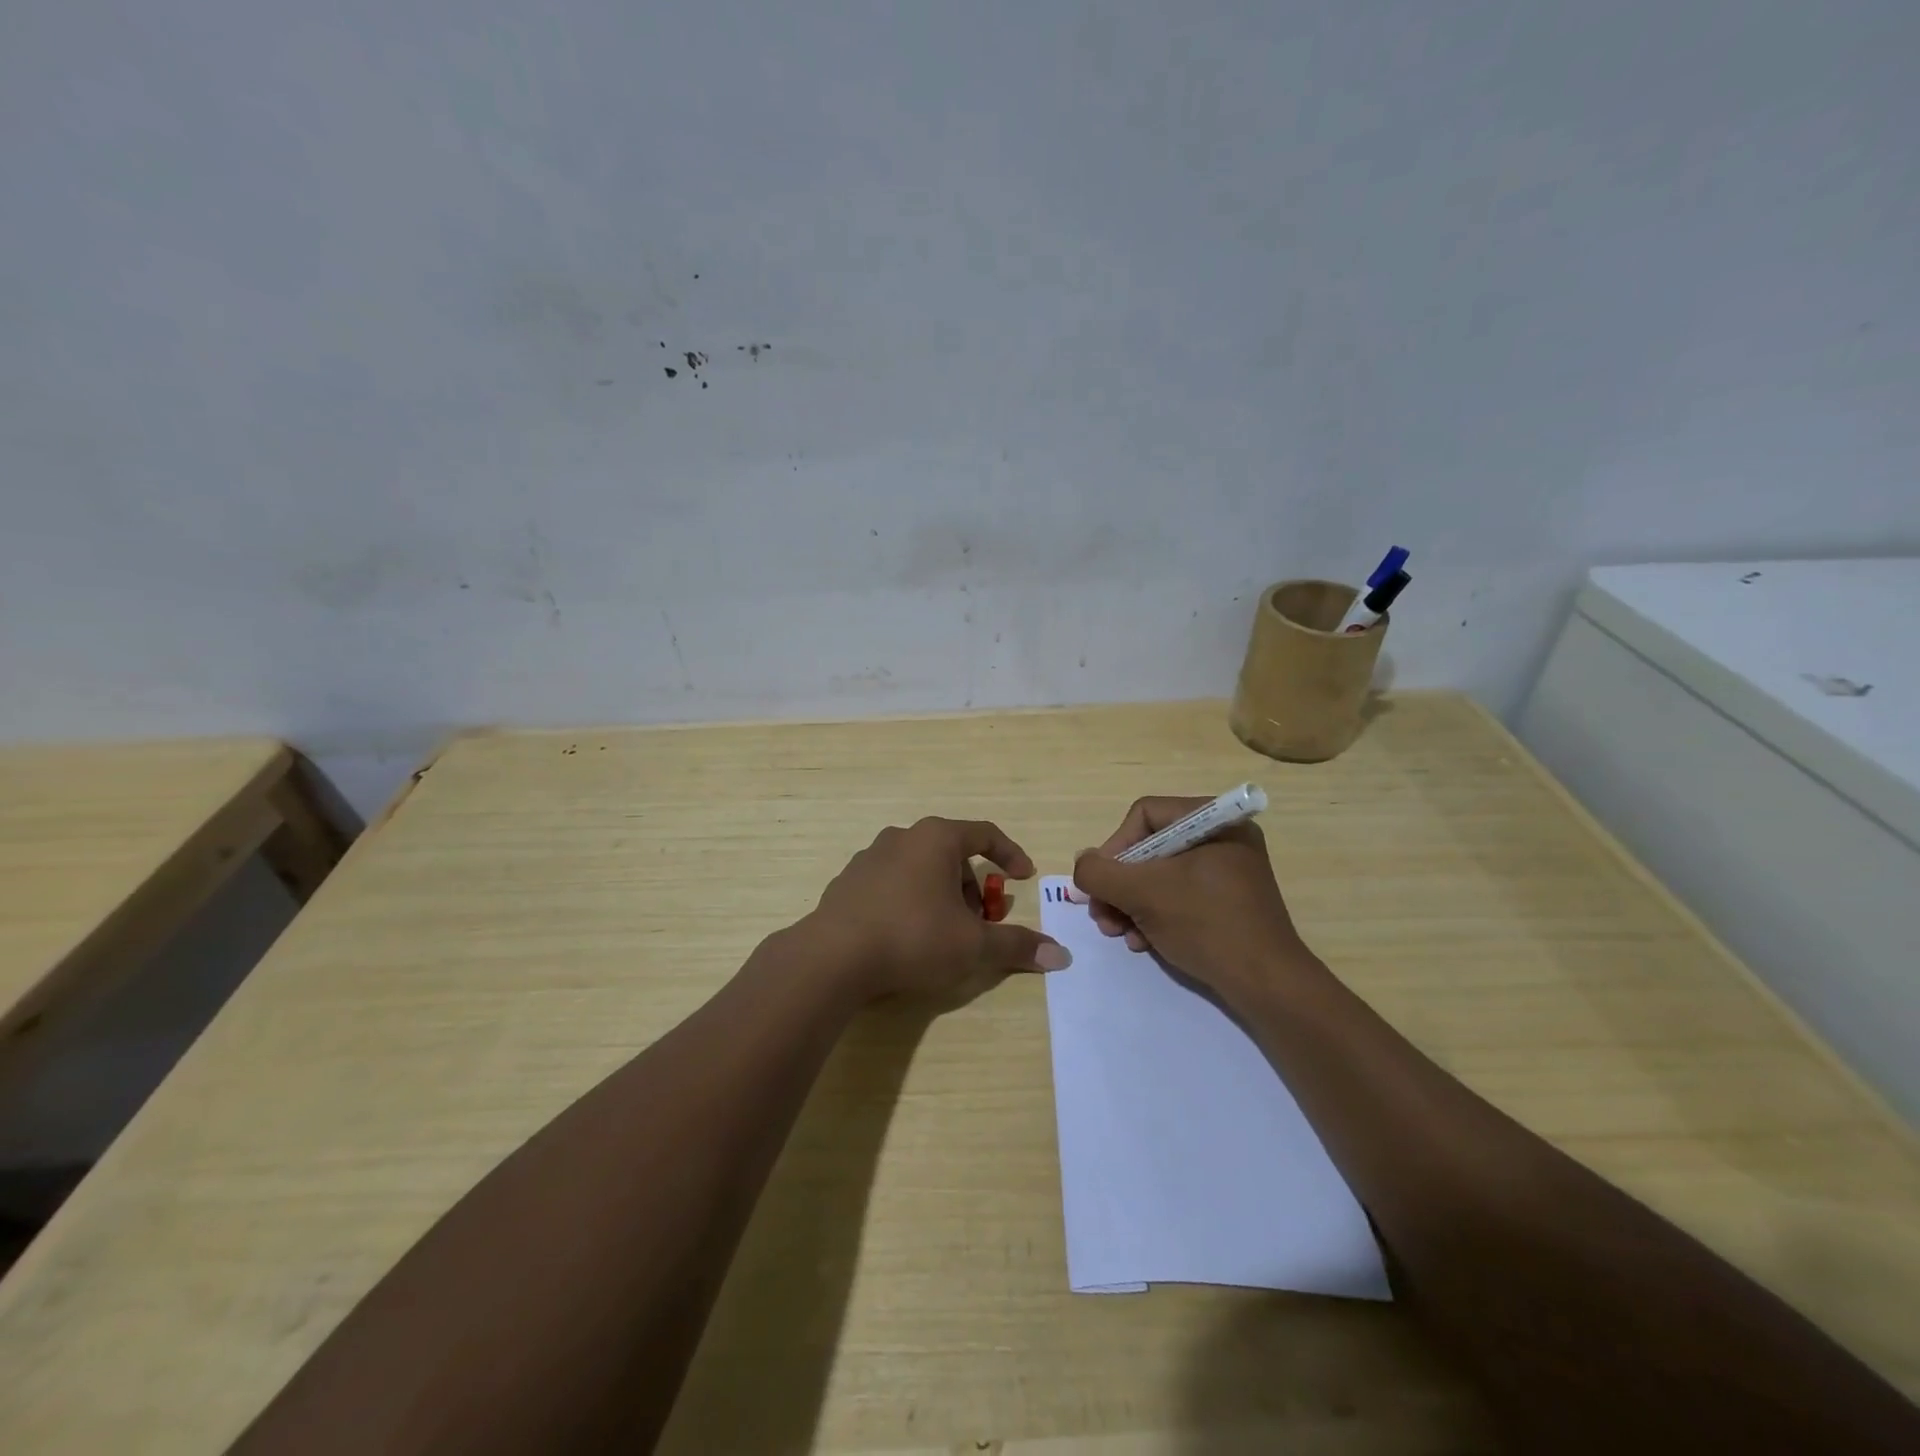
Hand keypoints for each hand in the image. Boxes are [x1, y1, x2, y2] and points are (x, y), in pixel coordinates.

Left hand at [801, 817, 1070, 1002]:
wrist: (833, 957)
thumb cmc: (913, 937)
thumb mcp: (973, 945)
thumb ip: (1016, 945)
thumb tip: (1060, 956)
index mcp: (936, 838)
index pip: (985, 834)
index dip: (1010, 854)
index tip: (1023, 877)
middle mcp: (902, 837)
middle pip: (951, 854)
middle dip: (972, 886)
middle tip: (981, 920)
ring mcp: (869, 858)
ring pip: (920, 870)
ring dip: (942, 895)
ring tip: (945, 933)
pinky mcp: (848, 882)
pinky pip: (892, 885)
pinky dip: (910, 902)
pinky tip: (907, 937)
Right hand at [1070, 796, 1317, 1002]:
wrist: (1267, 985)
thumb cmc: (1206, 924)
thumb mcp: (1142, 893)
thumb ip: (1100, 873)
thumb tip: (1083, 863)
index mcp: (1214, 821)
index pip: (1144, 815)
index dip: (1114, 847)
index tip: (1101, 883)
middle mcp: (1223, 838)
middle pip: (1149, 848)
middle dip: (1119, 884)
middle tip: (1101, 915)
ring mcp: (1228, 872)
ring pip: (1160, 876)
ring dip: (1130, 904)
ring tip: (1117, 933)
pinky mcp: (1228, 904)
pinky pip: (1180, 897)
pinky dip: (1155, 917)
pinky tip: (1142, 942)